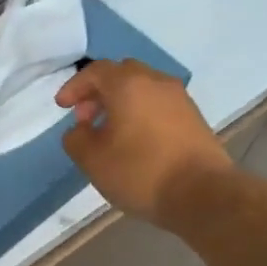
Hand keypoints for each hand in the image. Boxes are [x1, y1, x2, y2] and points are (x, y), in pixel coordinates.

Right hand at [57, 60, 233, 229]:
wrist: (204, 194)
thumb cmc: (141, 172)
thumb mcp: (92, 160)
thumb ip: (76, 138)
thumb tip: (80, 130)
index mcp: (128, 84)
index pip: (95, 71)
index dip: (75, 87)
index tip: (62, 107)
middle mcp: (156, 82)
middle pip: (122, 74)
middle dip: (99, 92)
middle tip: (86, 117)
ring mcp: (179, 99)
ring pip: (143, 89)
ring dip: (121, 103)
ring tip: (110, 132)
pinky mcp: (194, 118)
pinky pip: (159, 105)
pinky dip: (141, 113)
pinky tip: (136, 141)